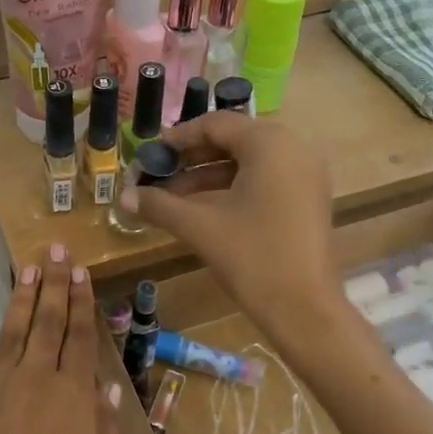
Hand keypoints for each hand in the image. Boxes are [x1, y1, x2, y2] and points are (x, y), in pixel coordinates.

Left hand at [0, 246, 125, 433]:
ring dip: (22, 298)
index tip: (81, 270)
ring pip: (13, 332)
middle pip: (48, 323)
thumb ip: (107, 424)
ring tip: (28, 268)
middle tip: (55, 250)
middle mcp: (37, 382)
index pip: (80, 335)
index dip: (82, 300)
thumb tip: (105, 382)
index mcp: (75, 396)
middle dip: (54, 284)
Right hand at [118, 113, 348, 348]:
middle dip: (193, 157)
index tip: (151, 153)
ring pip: (249, 161)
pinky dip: (234, 186)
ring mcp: (306, 173)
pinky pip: (265, 178)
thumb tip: (123, 197)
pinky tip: (203, 208)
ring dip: (210, 174)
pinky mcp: (309, 197)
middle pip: (234, 140)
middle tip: (159, 173)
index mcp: (270, 143)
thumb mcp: (200, 227)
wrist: (305, 309)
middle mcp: (293, 148)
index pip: (216, 124)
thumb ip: (160, 205)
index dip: (179, 137)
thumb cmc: (252, 257)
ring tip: (173, 196)